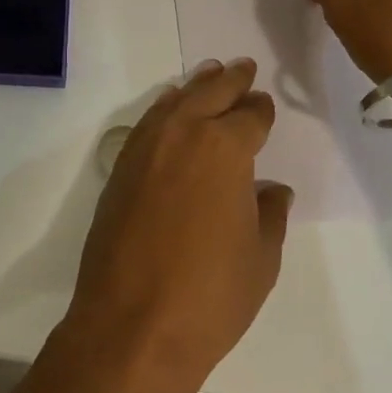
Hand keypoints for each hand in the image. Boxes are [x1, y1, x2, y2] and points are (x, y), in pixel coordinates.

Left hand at [63, 60, 290, 392]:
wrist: (131, 326)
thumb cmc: (210, 296)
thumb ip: (269, 214)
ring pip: (174, 102)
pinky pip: (148, 123)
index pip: (249, 116)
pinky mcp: (120, 169)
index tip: (265, 106)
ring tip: (209, 74)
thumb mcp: (260, 259)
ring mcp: (145, 148)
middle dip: (230, 79)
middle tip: (243, 66)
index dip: (260, 110)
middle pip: (209, 94)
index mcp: (224, 148)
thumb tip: (271, 190)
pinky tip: (171, 110)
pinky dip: (164, 109)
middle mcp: (183, 134)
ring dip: (195, 87)